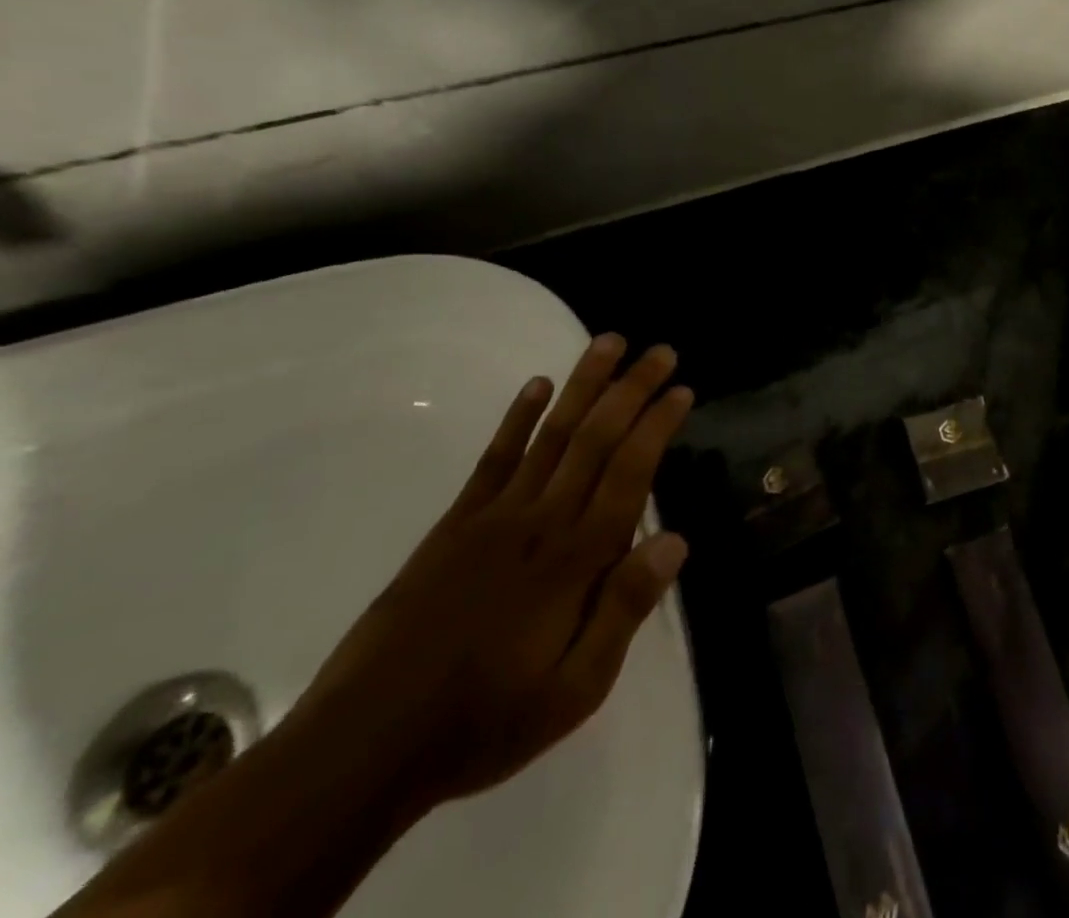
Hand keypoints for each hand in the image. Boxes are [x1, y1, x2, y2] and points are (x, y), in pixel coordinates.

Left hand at [288, 334, 692, 817]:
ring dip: (583, 385)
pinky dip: (517, 417)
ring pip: (550, 434)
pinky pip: (492, 459)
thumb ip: (624, 610)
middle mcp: (540, 522)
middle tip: (661, 350)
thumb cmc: (485, 722)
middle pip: (595, 438)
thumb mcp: (575, 690)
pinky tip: (537, 386)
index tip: (682, 389)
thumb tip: (675, 541)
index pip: (629, 472)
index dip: (658, 425)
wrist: (362, 749)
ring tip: (609, 343)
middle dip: (631, 388)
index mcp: (575, 560)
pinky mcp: (453, 526)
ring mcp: (493, 518)